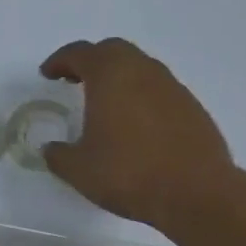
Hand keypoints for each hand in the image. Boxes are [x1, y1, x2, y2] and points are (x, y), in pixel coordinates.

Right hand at [39, 38, 236, 229]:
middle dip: (91, 61)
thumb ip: (59, 154)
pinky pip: (159, 90)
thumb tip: (51, 149)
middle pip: (113, 51)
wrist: (197, 194)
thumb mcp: (79, 169)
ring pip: (140, 68)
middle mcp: (143, 71)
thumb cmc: (129, 173)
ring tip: (105, 103)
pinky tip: (136, 125)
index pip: (80, 53)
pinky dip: (141, 96)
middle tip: (75, 79)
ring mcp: (173, 88)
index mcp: (110, 75)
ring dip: (119, 77)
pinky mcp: (192, 108)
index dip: (60, 61)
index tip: (48, 74)